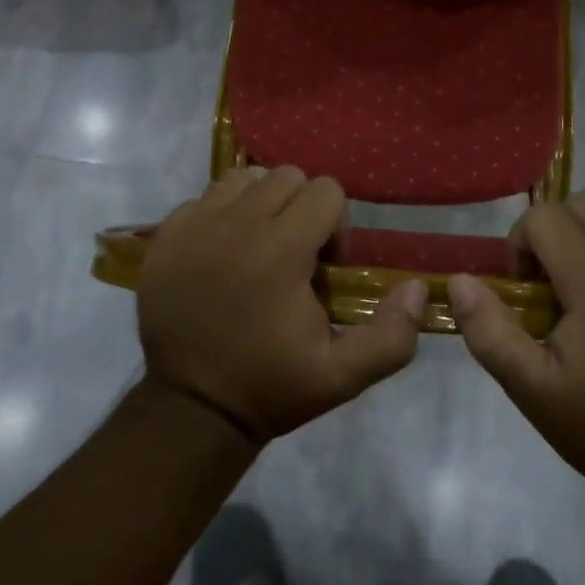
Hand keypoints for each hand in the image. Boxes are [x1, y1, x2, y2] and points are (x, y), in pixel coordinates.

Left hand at [138, 167, 427, 444]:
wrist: (191, 407)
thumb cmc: (270, 387)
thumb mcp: (341, 377)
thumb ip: (390, 336)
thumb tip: (417, 288)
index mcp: (281, 250)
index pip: (326, 190)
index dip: (335, 226)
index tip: (323, 267)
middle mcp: (236, 223)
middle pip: (287, 177)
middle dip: (301, 209)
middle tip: (294, 257)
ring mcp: (196, 224)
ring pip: (245, 178)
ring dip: (261, 203)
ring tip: (258, 247)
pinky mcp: (167, 234)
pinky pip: (206, 197)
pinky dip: (221, 214)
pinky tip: (222, 254)